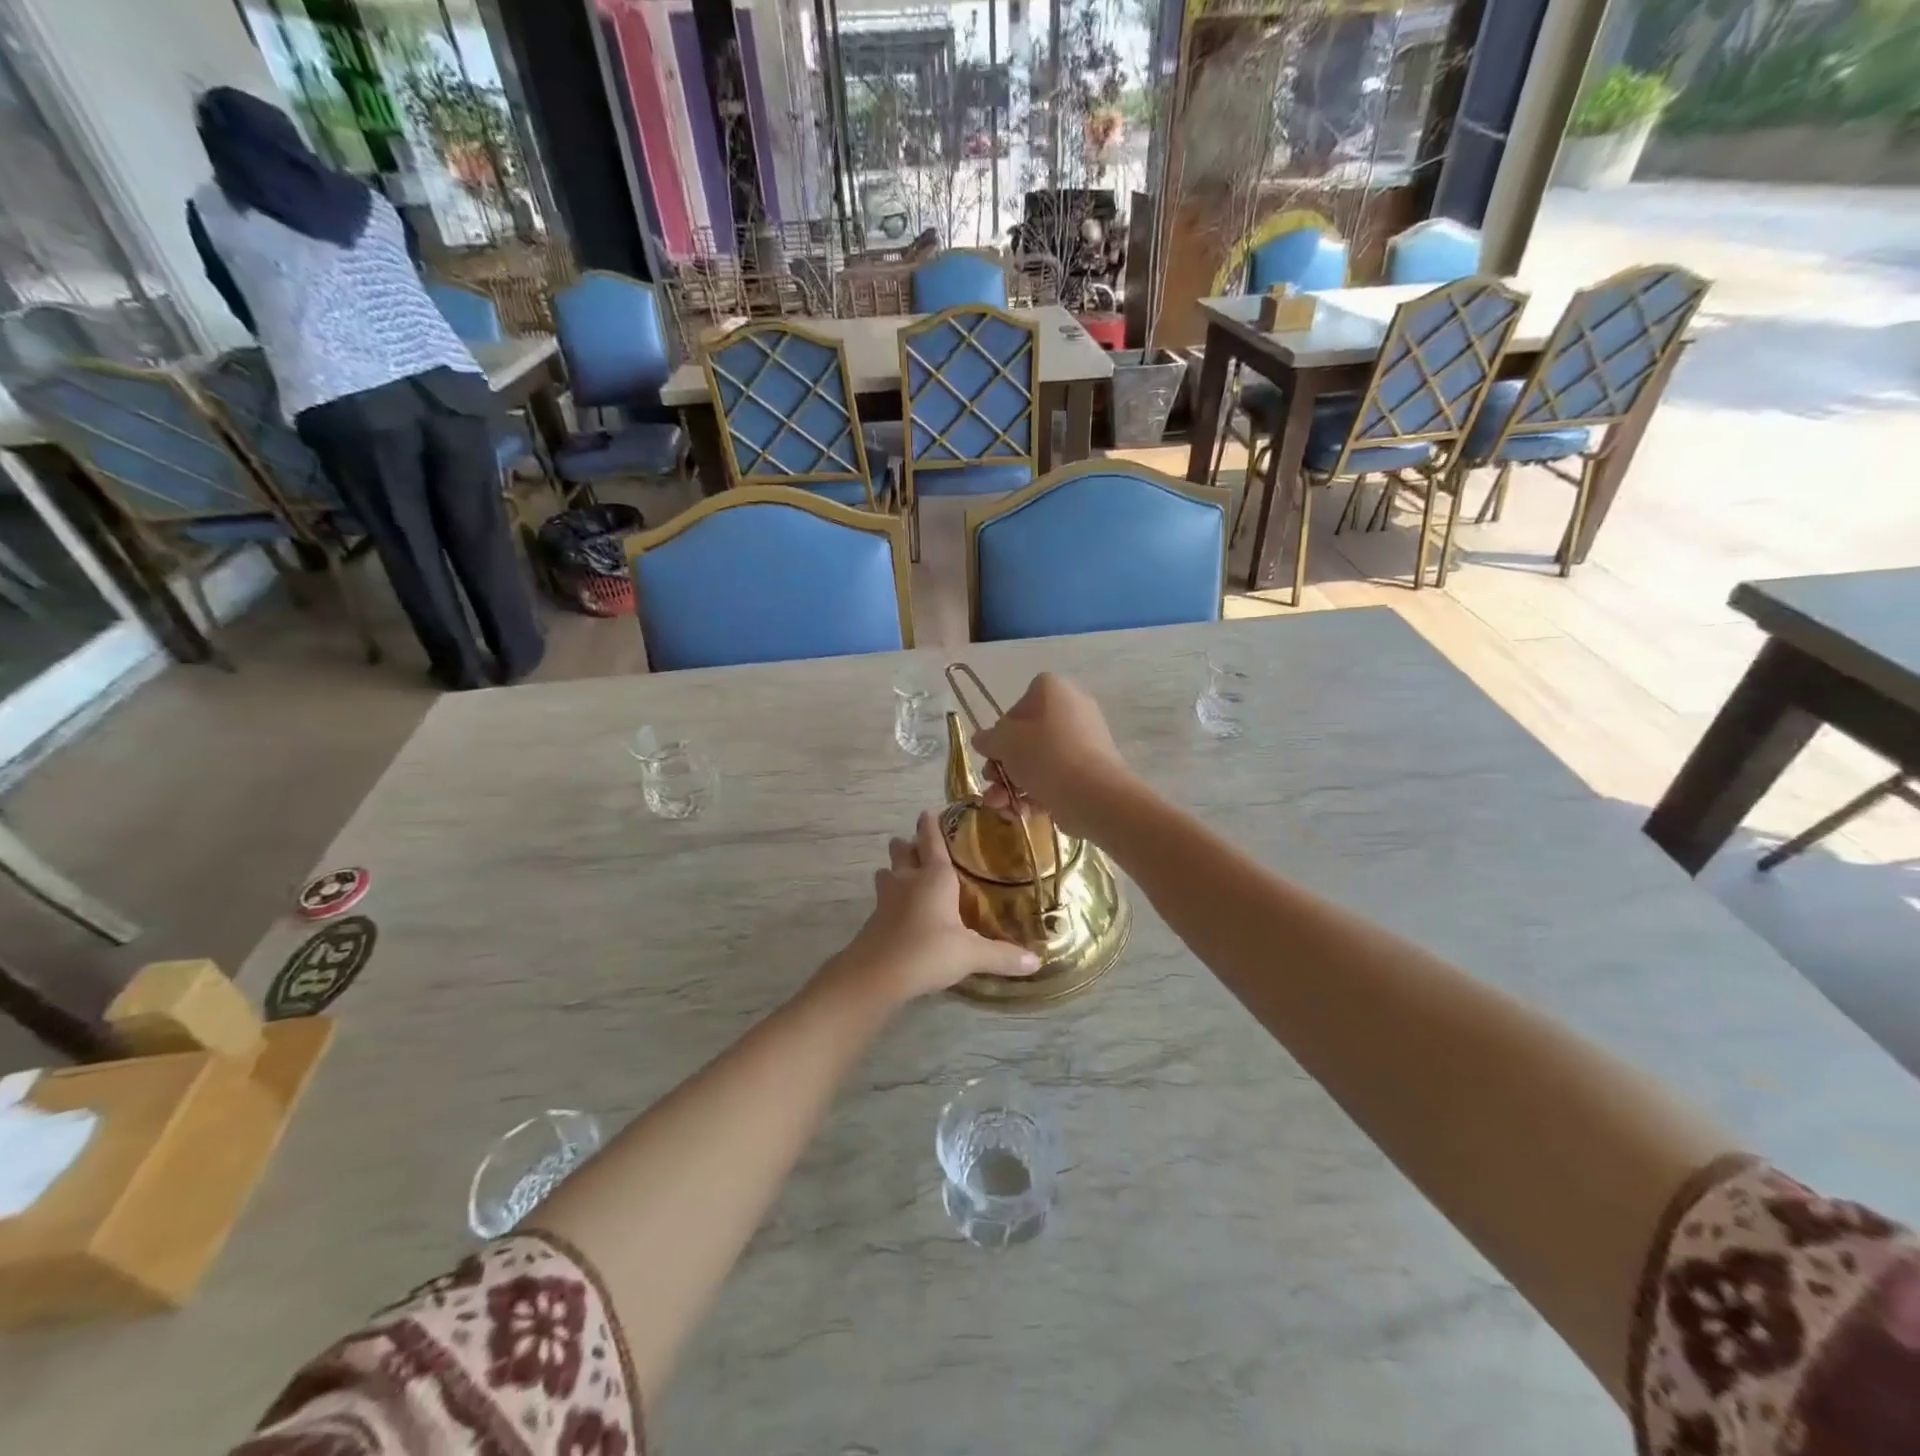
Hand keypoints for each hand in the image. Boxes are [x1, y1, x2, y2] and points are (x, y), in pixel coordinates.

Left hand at [831, 811, 1039, 1004]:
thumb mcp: (970, 955)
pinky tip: (902, 912)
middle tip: (923, 848)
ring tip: (909, 876)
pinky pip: (883, 898)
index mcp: (934, 876)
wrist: (874, 975)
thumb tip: (1037, 961)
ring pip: (887, 872)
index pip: (931, 839)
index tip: (931, 811)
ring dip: (896, 869)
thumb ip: (1002, 956)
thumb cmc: (927, 951)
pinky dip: (891, 898)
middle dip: (909, 844)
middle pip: (902, 849)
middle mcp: (908, 879)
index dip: (931, 823)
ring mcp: (886, 898)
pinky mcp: (874, 919)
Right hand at [971, 673, 1130, 836]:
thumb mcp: (1004, 742)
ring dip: (1012, 785)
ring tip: (1001, 807)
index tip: (994, 753)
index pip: (1018, 706)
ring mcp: (1085, 741)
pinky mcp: (1091, 771)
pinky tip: (1021, 812)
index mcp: (1053, 690)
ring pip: (1038, 761)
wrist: (1093, 794)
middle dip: (1003, 766)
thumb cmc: (1044, 755)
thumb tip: (982, 739)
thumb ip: (988, 739)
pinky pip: (1056, 777)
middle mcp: (1072, 709)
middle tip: (992, 783)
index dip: (1001, 731)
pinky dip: (1036, 793)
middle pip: (1027, 737)